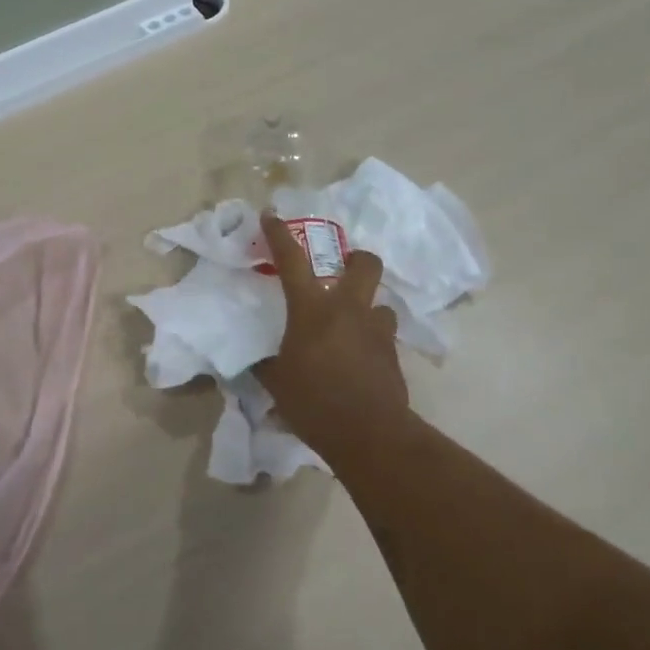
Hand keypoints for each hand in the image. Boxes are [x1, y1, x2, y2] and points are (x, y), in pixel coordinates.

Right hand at [256, 213, 415, 465]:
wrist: (369, 435)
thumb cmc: (314, 402)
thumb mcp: (276, 382)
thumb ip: (265, 364)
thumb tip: (255, 360)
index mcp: (312, 309)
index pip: (292, 260)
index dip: (279, 234)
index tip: (271, 214)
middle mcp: (348, 309)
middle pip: (365, 264)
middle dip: (356, 258)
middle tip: (342, 269)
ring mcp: (377, 331)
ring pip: (380, 303)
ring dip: (366, 309)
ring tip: (352, 325)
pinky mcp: (394, 355)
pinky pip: (383, 336)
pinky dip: (371, 340)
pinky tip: (359, 359)